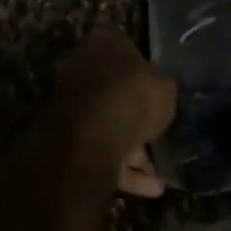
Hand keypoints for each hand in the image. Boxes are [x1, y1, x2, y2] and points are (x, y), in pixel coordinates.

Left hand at [51, 31, 176, 180]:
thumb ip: (161, 86)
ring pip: (107, 125)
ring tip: (160, 173)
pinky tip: (152, 188)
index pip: (124, 46)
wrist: (90, 136)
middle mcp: (80, 67)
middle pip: (113, 90)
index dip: (143, 68)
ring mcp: (70, 104)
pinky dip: (125, 170)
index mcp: (103, 42)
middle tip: (159, 133)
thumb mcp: (165, 87)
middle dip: (135, 114)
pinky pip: (101, 152)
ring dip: (133, 151)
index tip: (158, 87)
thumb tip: (160, 89)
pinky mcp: (65, 139)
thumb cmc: (132, 96)